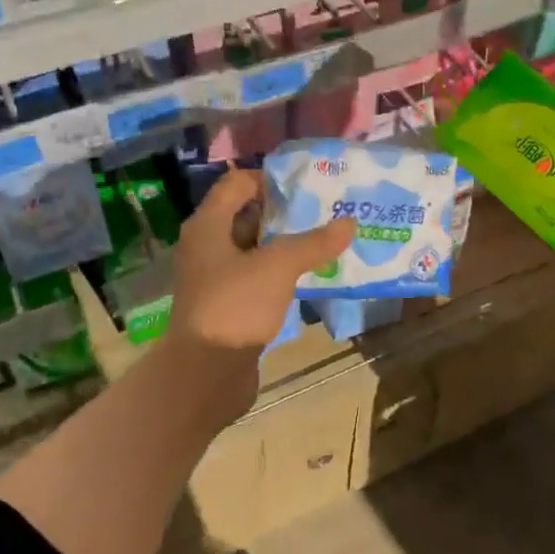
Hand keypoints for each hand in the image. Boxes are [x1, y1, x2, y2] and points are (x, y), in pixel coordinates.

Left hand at [167, 168, 355, 355]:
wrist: (205, 374)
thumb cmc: (235, 305)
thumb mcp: (278, 266)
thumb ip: (313, 243)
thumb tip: (349, 223)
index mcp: (208, 225)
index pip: (237, 183)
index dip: (271, 179)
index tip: (308, 185)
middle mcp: (206, 246)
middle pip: (246, 214)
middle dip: (284, 212)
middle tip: (324, 210)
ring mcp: (214, 277)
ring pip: (253, 248)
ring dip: (284, 243)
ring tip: (324, 239)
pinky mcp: (226, 304)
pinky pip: (255, 276)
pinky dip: (279, 272)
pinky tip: (309, 275)